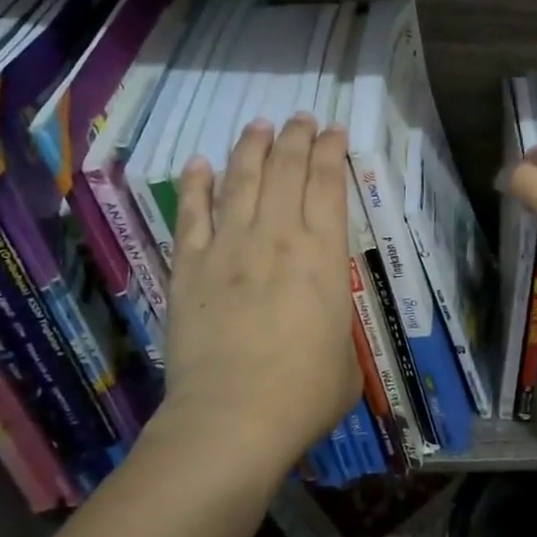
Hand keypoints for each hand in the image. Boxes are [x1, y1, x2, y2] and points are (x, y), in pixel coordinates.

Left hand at [160, 114, 361, 471]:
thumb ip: (336, 325)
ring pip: (240, 179)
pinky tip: (198, 164)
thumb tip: (325, 325)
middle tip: (301, 118)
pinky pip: (192, 213)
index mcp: (324, 254)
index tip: (334, 131)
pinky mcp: (189, 267)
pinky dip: (195, 184)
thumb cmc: (306, 393)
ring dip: (251, 148)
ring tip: (259, 126)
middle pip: (286, 169)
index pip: (329, 183)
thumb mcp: (347, 356)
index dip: (332, 151)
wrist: (234, 417)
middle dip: (296, 137)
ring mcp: (229, 247)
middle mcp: (278, 236)